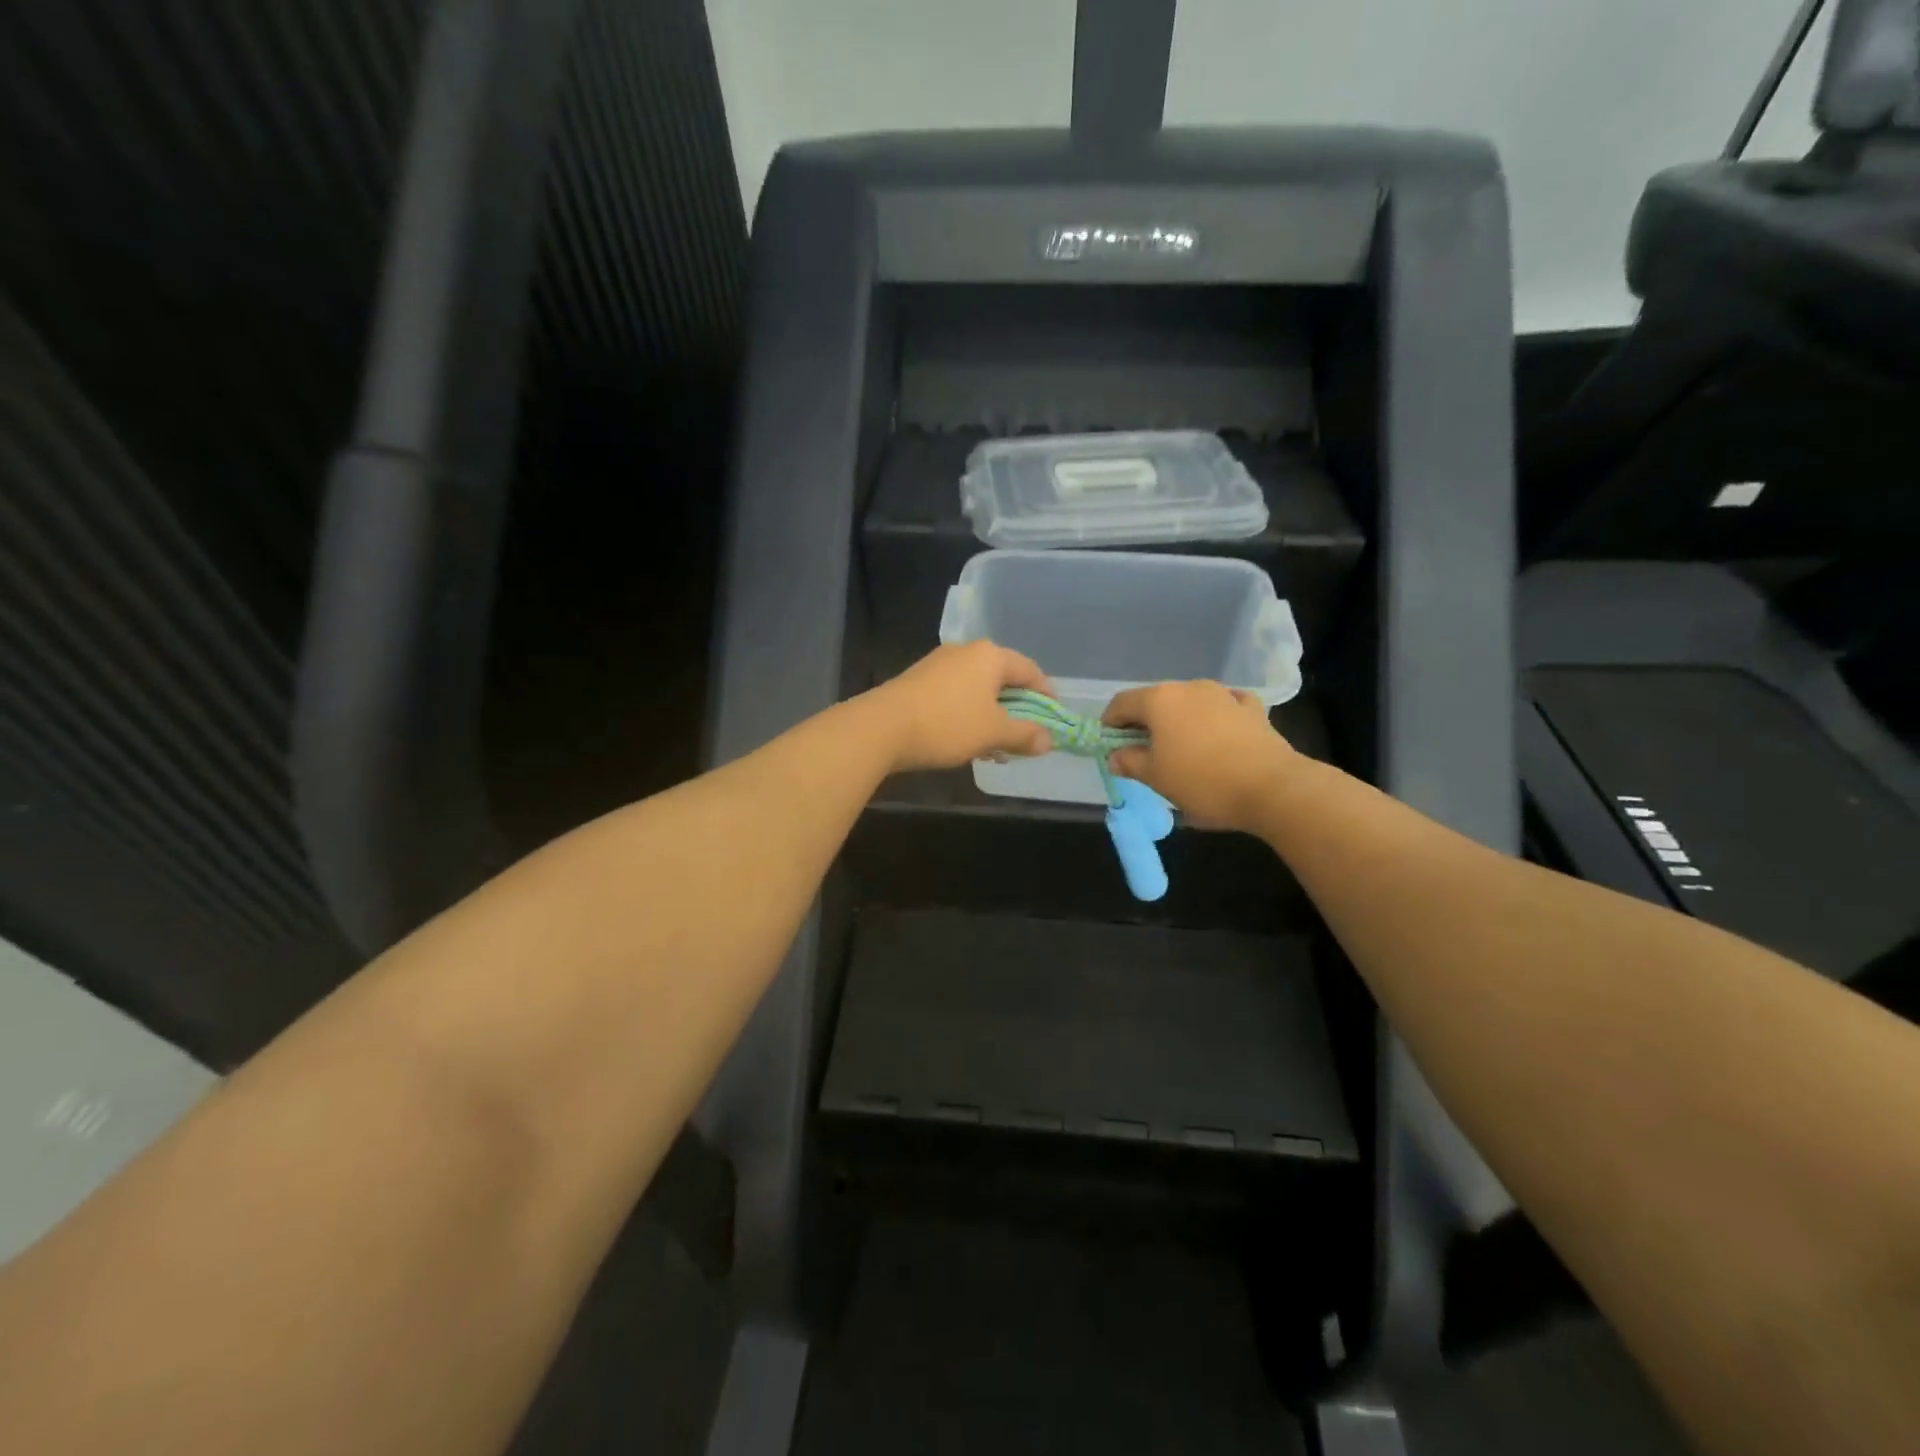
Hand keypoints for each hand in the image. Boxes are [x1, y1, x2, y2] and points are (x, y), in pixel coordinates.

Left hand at [864, 642, 1054, 773]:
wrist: (881, 728)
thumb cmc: (948, 724)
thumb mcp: (993, 733)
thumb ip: (1025, 735)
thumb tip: (1048, 741)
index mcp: (989, 655)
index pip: (1030, 670)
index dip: (1046, 695)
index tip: (1053, 719)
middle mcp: (965, 652)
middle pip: (1003, 679)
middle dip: (1016, 710)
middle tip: (1025, 738)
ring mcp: (938, 665)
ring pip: (978, 690)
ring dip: (991, 717)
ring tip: (996, 748)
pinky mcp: (918, 682)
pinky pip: (955, 696)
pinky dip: (968, 716)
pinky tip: (966, 742)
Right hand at [1103, 681, 1297, 832]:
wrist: (1272, 788)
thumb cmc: (1202, 782)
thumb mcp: (1156, 778)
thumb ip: (1130, 762)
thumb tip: (1115, 756)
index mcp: (1159, 700)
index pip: (1121, 703)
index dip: (1109, 724)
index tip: (1110, 746)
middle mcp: (1189, 688)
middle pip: (1155, 701)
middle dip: (1144, 723)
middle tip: (1143, 753)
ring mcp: (1223, 694)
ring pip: (1189, 702)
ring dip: (1179, 721)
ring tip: (1181, 749)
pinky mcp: (1251, 708)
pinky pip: (1223, 707)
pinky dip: (1213, 718)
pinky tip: (1217, 735)